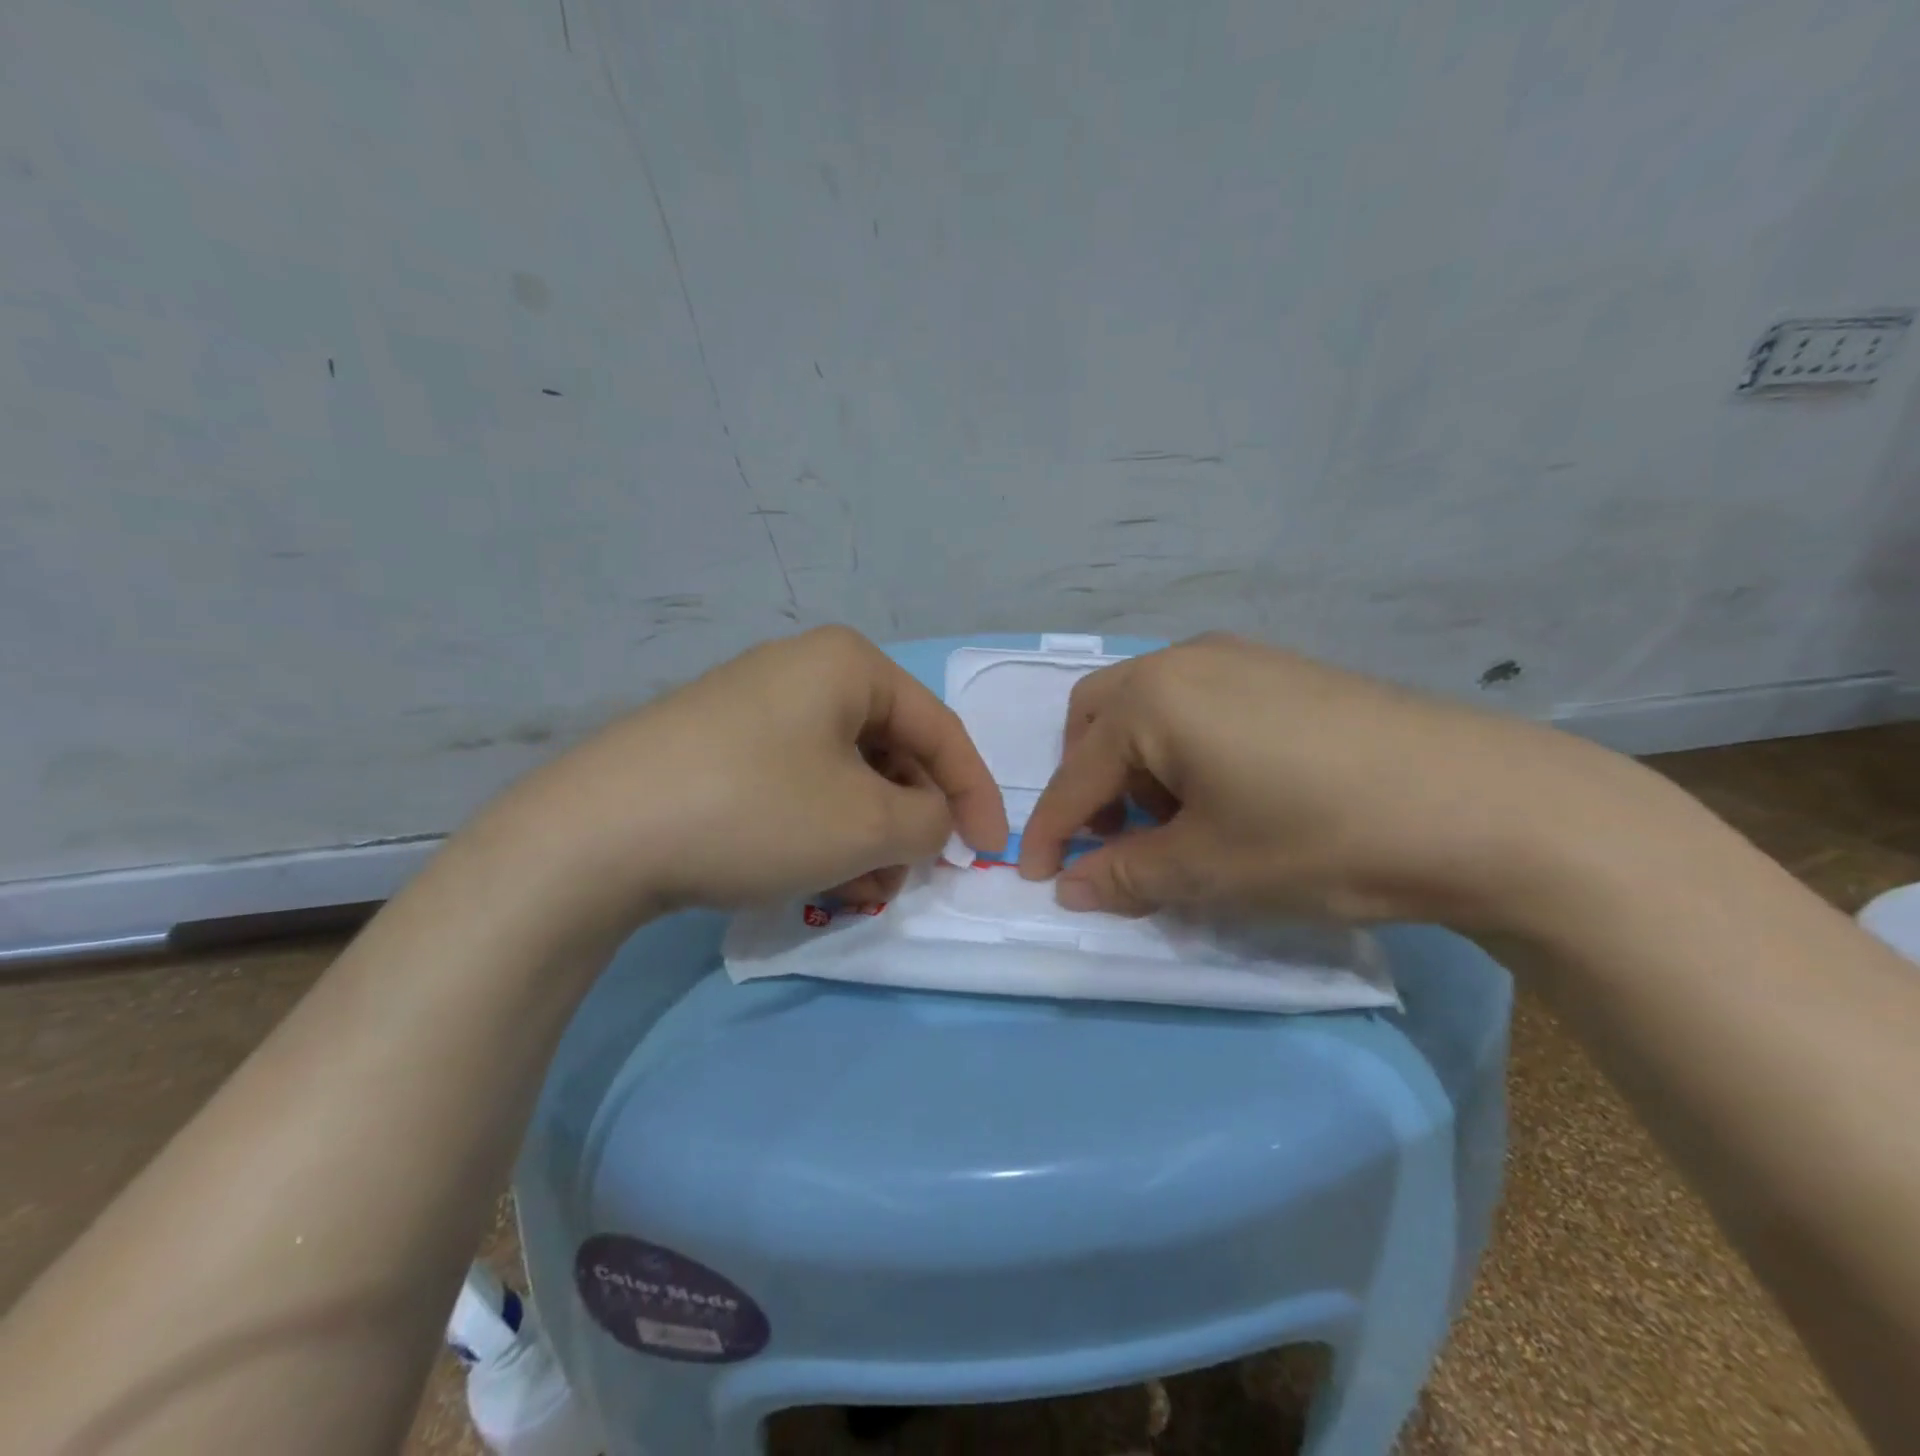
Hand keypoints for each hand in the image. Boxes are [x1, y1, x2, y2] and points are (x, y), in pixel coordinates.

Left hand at [470, 626, 1006, 935]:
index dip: (974, 795)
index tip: (989, 853)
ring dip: (865, 834)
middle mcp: (803, 671)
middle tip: (908, 878)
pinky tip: (813, 877)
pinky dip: (819, 830)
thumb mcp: (867, 824)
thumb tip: (929, 820)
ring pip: (842, 775)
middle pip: (889, 751)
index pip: (939, 729)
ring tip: (858, 891)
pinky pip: (796, 784)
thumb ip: (929, 821)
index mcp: (849, 665)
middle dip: (908, 822)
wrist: (595, 835)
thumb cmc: (757, 811)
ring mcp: (754, 707)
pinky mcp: (717, 747)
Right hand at [1016, 633, 1668, 930]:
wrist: (1485, 805)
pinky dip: (1183, 745)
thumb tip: (1069, 888)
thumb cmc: (1321, 837)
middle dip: (1088, 780)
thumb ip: (1125, 876)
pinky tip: (1230, 789)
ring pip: (1149, 705)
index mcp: (1152, 699)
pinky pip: (1198, 701)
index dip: (1051, 831)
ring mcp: (1239, 656)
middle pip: (1098, 717)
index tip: (1035, 877)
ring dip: (1137, 762)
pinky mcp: (1283, 668)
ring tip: (1180, 819)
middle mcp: (1184, 660)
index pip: (1076, 775)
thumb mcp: (1210, 869)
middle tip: (1114, 836)